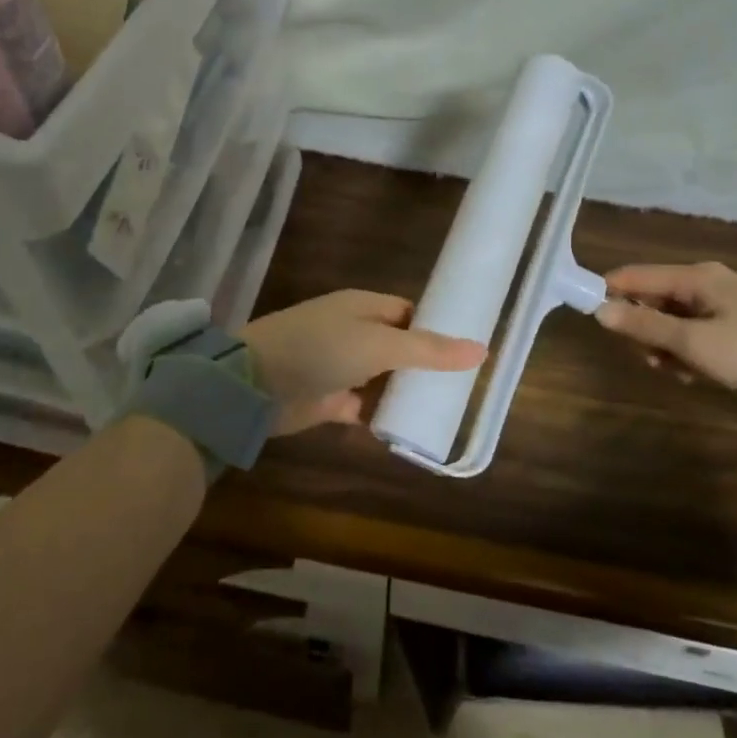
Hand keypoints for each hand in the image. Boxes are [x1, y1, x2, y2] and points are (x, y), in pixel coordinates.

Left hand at [242, 290, 486, 435]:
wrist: (255, 384)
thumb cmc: (320, 349)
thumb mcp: (380, 345)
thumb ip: (428, 350)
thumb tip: (481, 349)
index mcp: (364, 307)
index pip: (409, 313)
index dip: (436, 329)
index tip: (467, 351)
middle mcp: (353, 332)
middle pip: (398, 347)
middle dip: (425, 366)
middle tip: (462, 389)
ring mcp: (339, 366)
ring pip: (383, 378)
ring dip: (405, 393)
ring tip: (445, 411)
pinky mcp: (329, 398)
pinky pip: (364, 406)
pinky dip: (382, 416)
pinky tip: (408, 430)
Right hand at [595, 263, 736, 415]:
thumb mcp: (693, 343)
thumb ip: (644, 326)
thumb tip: (599, 311)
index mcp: (697, 276)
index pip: (636, 275)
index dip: (610, 292)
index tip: (589, 316)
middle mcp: (707, 282)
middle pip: (653, 297)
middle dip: (642, 326)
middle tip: (646, 357)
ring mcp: (723, 304)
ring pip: (672, 318)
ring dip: (664, 344)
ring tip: (673, 370)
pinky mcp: (735, 327)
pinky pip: (693, 332)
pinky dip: (686, 350)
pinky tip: (692, 374)